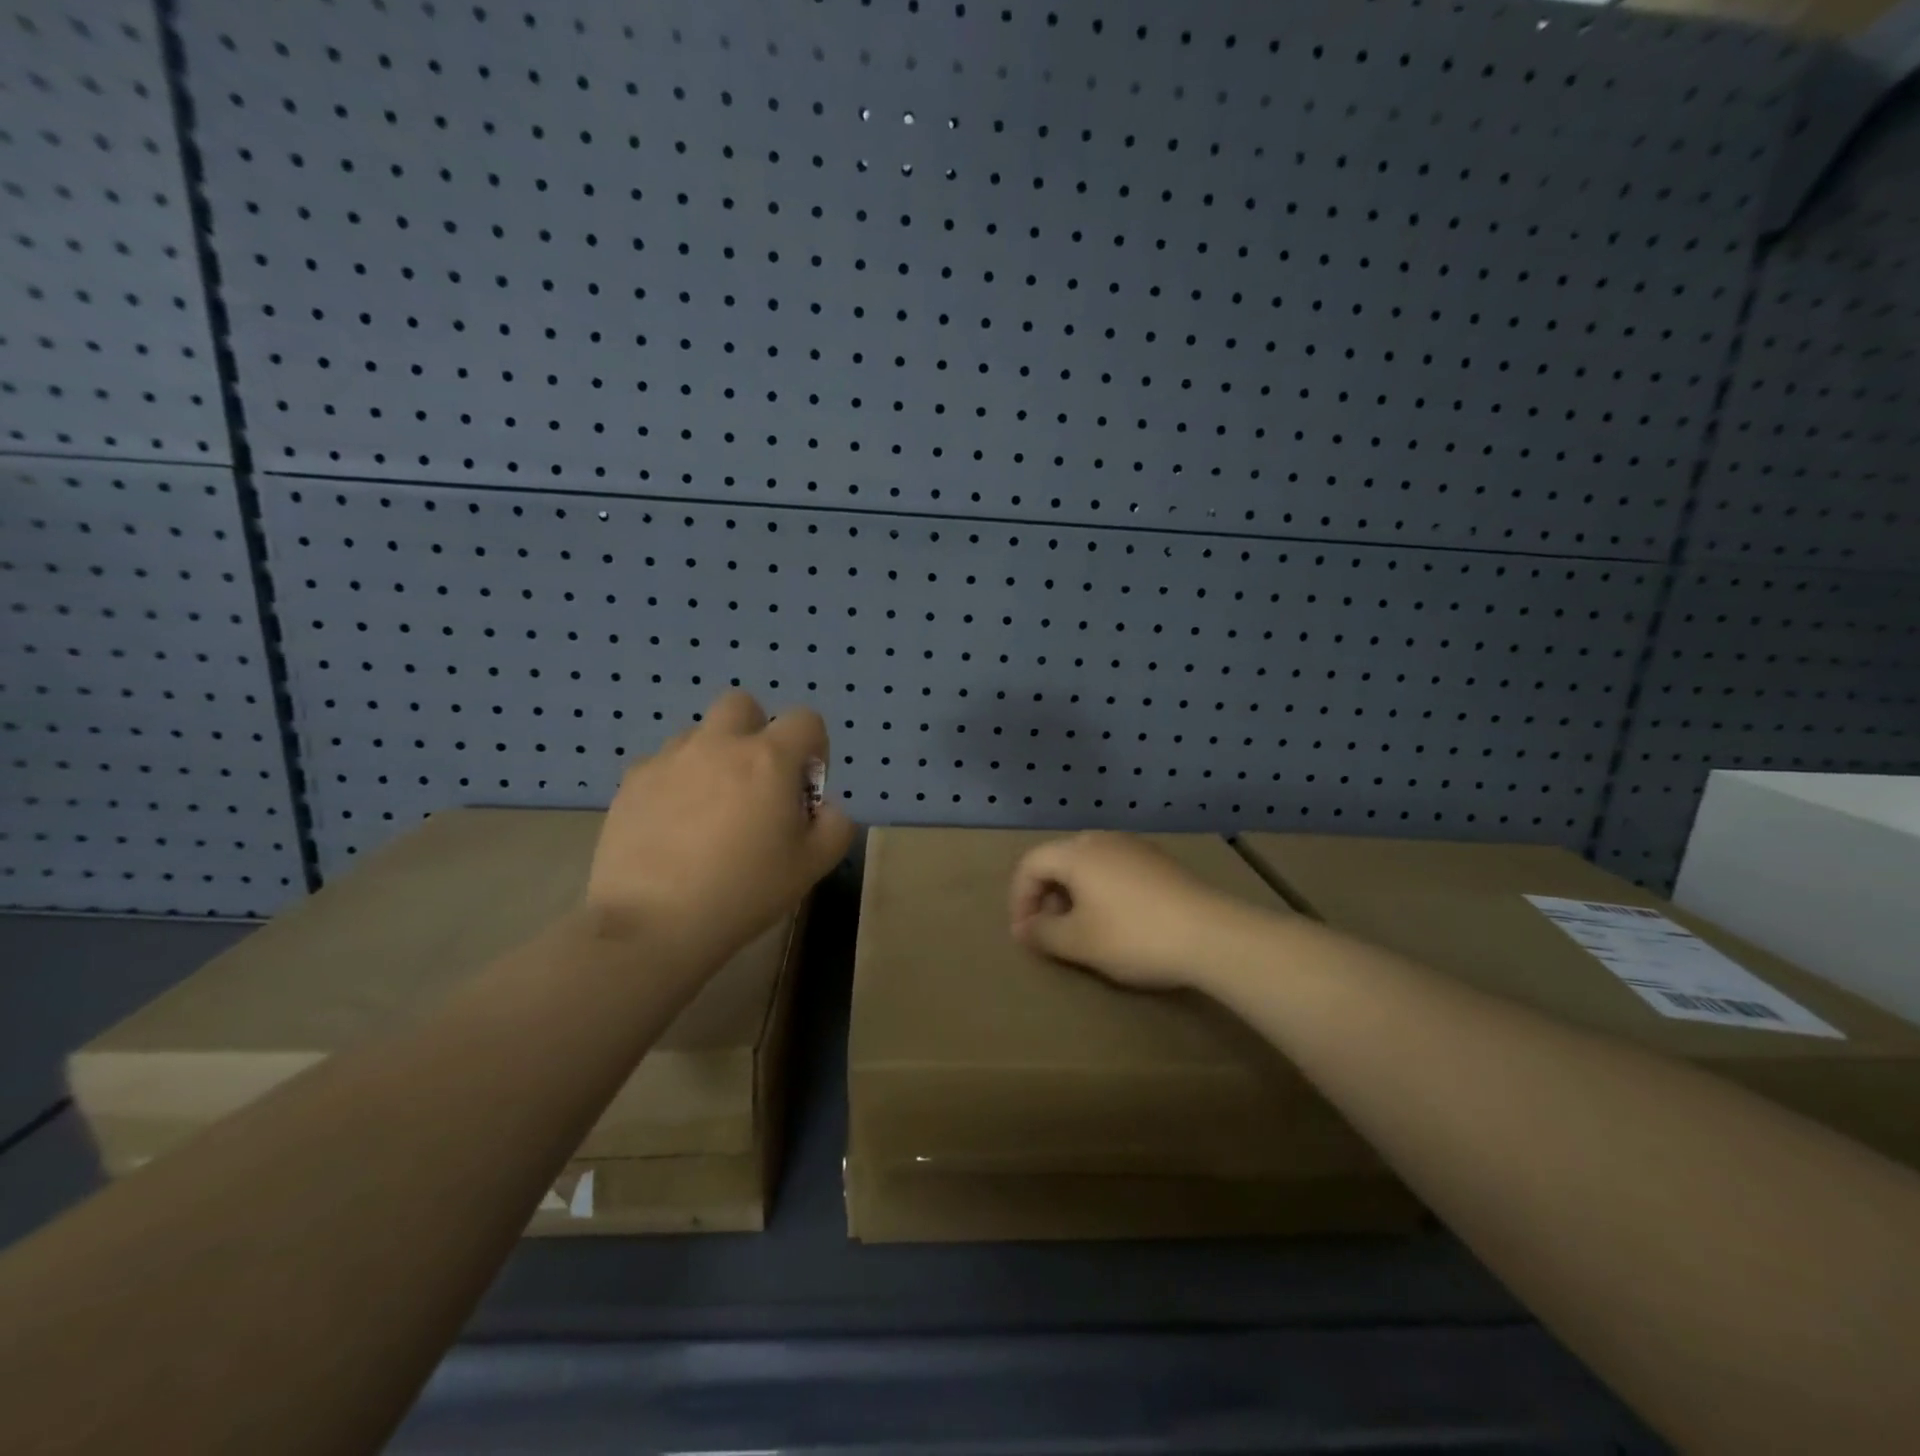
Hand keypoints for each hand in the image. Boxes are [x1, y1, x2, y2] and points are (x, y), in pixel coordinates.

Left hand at [586, 690, 854, 959]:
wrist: (653, 924)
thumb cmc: (744, 891)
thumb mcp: (813, 866)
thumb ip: (835, 825)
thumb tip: (822, 807)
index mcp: (768, 759)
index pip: (805, 720)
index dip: (814, 747)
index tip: (803, 787)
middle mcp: (718, 745)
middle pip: (742, 705)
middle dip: (756, 731)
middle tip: (755, 781)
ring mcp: (669, 759)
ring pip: (699, 735)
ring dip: (714, 757)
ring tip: (710, 809)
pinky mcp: (632, 782)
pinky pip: (663, 764)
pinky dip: (676, 782)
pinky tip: (673, 826)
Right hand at [1008, 831, 1252, 990]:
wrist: (1211, 934)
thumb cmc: (1133, 936)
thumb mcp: (1079, 942)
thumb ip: (1043, 933)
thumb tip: (1024, 928)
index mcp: (1077, 853)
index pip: (1031, 864)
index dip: (1019, 899)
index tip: (1026, 935)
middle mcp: (1103, 840)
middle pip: (1060, 860)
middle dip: (1047, 896)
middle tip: (1051, 932)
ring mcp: (1135, 847)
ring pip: (1089, 864)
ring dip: (1075, 894)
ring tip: (1083, 929)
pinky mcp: (1160, 862)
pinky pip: (1116, 870)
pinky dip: (1103, 891)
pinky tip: (1118, 921)